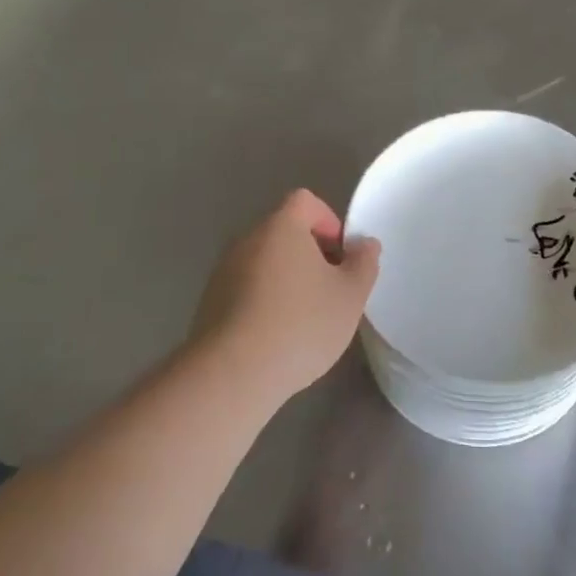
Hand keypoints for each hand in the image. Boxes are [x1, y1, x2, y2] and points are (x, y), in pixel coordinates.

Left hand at [189, 189, 380, 407]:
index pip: (306, 201)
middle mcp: (248, 238)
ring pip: (265, 262)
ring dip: (286, 279)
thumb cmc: (300, 324)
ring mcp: (224, 270)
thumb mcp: (350, 295)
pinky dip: (264, 301)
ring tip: (304, 319)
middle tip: (329, 290)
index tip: (341, 256)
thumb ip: (363, 263)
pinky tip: (275, 337)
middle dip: (310, 254)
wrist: (232, 374)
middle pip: (284, 231)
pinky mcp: (210, 302)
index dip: (329, 221)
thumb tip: (365, 244)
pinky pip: (246, 288)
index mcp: (281, 226)